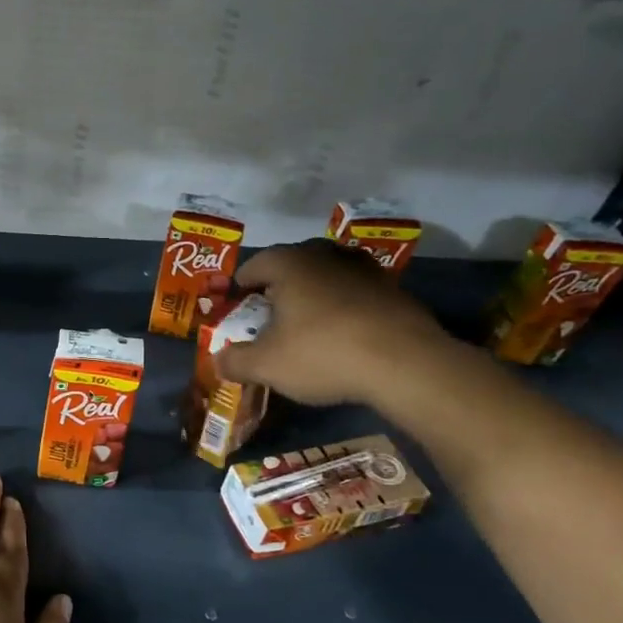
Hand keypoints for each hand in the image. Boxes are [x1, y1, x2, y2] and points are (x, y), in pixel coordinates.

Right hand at [215, 240, 453, 407]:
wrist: (404, 362)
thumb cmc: (321, 354)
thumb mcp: (266, 365)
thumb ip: (235, 361)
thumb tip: (218, 360)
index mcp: (289, 264)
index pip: (256, 264)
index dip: (241, 285)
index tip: (236, 303)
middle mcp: (326, 256)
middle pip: (293, 265)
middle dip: (278, 287)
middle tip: (269, 313)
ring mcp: (365, 270)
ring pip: (328, 276)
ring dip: (314, 295)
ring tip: (306, 322)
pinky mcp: (394, 291)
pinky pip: (357, 294)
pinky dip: (345, 308)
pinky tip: (343, 334)